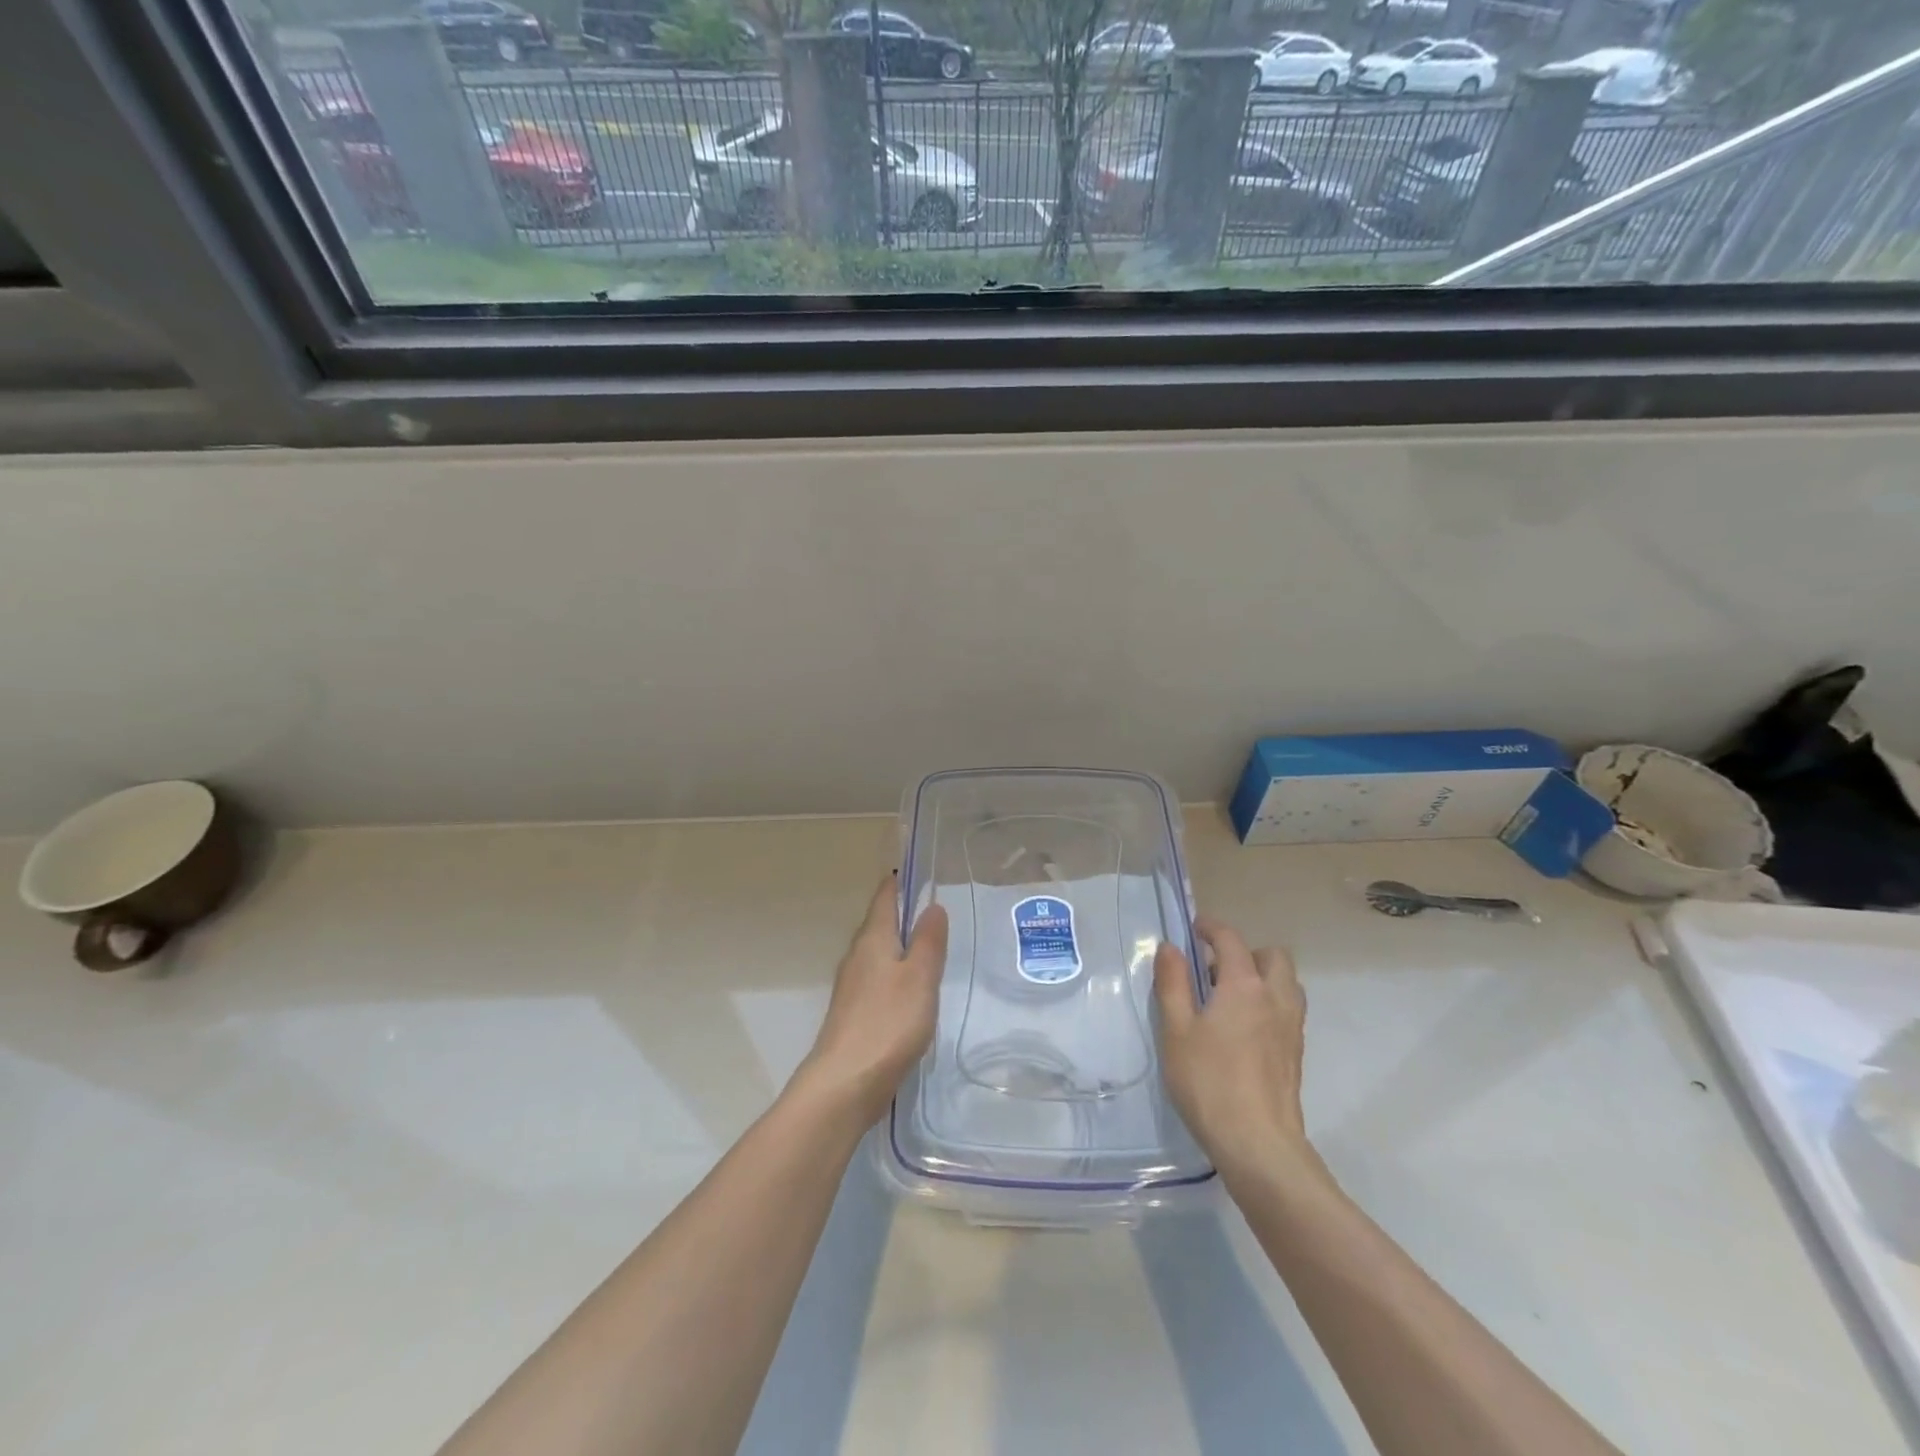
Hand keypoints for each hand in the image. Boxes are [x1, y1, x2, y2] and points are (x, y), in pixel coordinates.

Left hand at [797, 875, 948, 1123]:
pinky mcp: (853, 1014)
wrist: (845, 1083)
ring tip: (925, 945)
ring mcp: (852, 987)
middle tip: (930, 907)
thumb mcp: (919, 977)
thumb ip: (928, 941)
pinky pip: (877, 979)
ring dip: (898, 945)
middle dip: (900, 913)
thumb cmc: (888, 1023)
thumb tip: (932, 906)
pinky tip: (909, 990)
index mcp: (873, 940)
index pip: (884, 899)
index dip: (898, 883)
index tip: (915, 871)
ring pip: (877, 953)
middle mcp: (857, 956)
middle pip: (878, 924)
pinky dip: (894, 973)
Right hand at [1154, 918, 1321, 1184]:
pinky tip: (1242, 1031)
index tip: (1193, 929)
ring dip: (1262, 978)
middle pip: (1272, 956)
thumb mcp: (1176, 1030)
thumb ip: (1172, 983)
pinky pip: (1287, 1010)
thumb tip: (1170, 947)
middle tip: (1214, 971)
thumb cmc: (1209, 1082)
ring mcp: (1291, 1027)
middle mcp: (1275, 998)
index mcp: (1244, 985)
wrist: (1258, 1145)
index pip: (1231, 940)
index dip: (1211, 928)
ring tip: (1229, 999)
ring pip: (1286, 984)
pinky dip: (1268, 1004)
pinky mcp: (1296, 1054)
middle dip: (1245, 952)